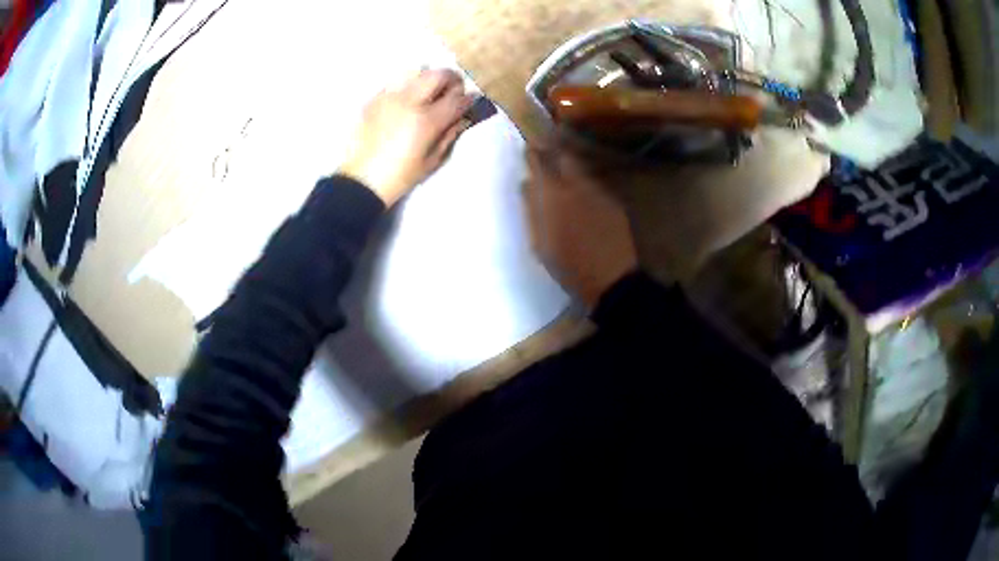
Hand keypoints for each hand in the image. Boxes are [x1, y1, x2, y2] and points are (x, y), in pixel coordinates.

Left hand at [339, 69, 474, 205]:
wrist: (361, 180)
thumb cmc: (400, 176)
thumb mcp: (432, 160)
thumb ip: (450, 134)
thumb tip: (463, 117)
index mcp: (427, 120)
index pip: (457, 98)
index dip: (468, 99)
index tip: (470, 103)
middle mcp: (409, 101)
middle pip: (438, 74)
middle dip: (451, 79)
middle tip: (453, 91)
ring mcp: (389, 97)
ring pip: (416, 71)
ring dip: (429, 78)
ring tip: (429, 92)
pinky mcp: (374, 99)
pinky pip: (396, 81)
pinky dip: (408, 85)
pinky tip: (407, 100)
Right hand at [524, 142, 638, 308]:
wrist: (612, 281)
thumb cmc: (568, 266)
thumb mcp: (540, 242)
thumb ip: (532, 209)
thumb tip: (527, 184)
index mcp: (554, 196)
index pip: (541, 162)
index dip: (533, 153)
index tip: (528, 147)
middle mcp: (578, 186)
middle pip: (565, 158)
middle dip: (554, 154)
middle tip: (546, 157)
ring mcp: (600, 193)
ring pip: (582, 172)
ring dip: (571, 171)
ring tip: (564, 180)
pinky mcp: (614, 203)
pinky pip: (595, 187)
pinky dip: (585, 188)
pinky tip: (584, 202)